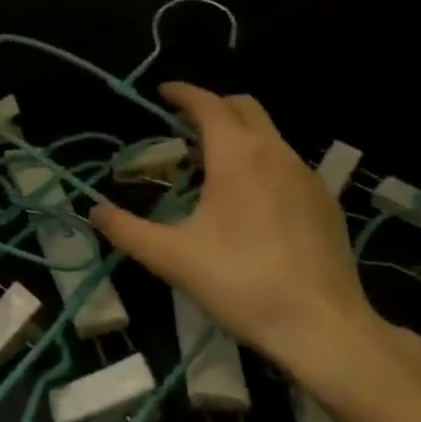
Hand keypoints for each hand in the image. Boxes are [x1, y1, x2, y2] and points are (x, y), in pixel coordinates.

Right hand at [89, 83, 396, 397]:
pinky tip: (251, 199)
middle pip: (243, 107)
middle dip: (212, 106)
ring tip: (212, 164)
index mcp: (236, 156)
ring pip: (269, 134)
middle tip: (184, 125)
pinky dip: (262, 160)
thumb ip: (127, 230)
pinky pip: (287, 162)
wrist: (323, 327)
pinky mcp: (326, 201)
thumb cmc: (241, 283)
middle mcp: (275, 153)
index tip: (163, 93)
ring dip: (238, 134)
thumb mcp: (172, 258)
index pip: (207, 104)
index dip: (183, 93)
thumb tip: (94, 211)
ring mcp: (306, 176)